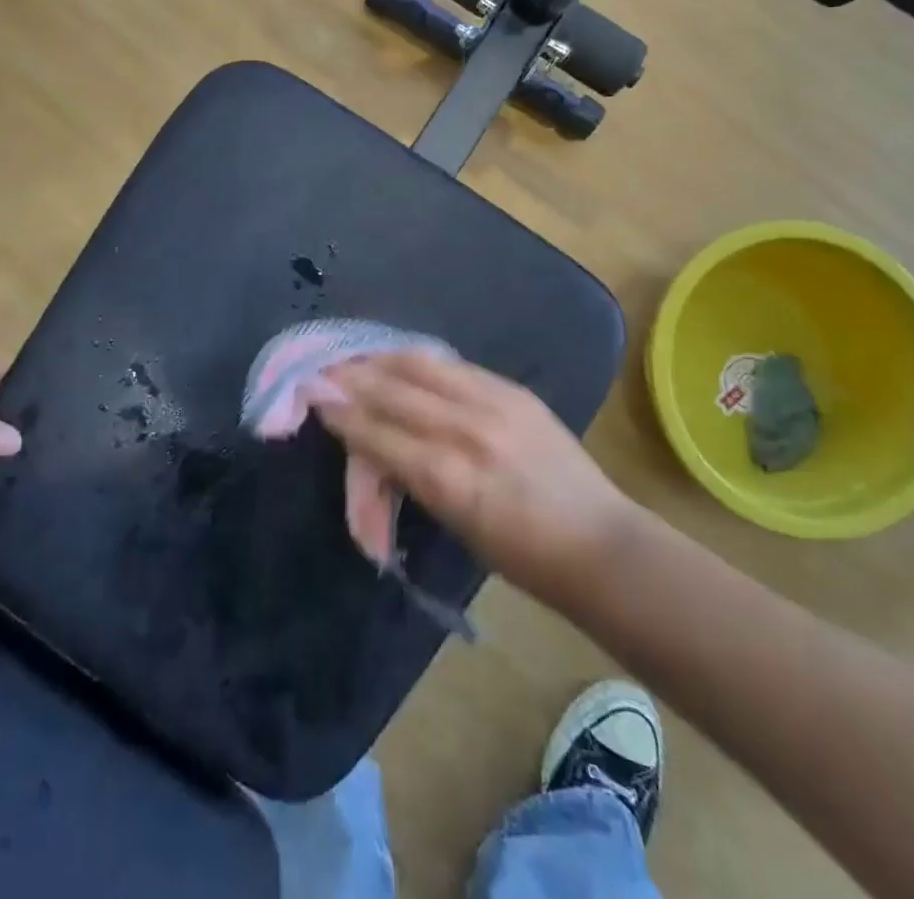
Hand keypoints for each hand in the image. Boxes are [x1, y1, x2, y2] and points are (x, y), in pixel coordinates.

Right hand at [313, 353, 633, 610]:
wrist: (599, 544)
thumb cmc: (521, 556)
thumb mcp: (453, 523)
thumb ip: (409, 476)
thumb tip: (369, 446)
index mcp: (447, 478)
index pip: (377, 433)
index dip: (341, 412)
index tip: (314, 396)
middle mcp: (465, 430)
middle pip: (392, 390)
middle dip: (352, 378)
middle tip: (324, 369)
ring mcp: (493, 403)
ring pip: (420, 364)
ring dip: (381, 359)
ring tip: (358, 356)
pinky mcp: (514, 390)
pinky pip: (454, 365)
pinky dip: (420, 362)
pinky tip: (404, 359)